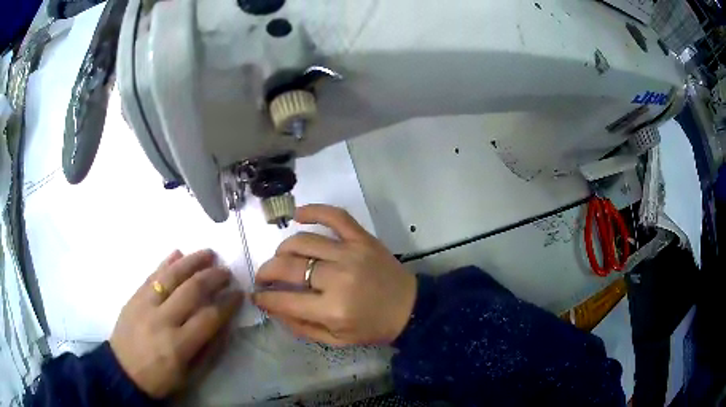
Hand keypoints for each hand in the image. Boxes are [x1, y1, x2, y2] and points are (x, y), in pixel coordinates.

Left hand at [110, 250, 243, 398]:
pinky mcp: (133, 297)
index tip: (238, 293)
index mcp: (178, 344)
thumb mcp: (189, 375)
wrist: (122, 371)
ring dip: (192, 262)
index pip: (209, 317)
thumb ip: (207, 350)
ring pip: (171, 276)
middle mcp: (162, 319)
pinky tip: (178, 253)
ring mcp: (144, 304)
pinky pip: (151, 275)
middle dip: (212, 277)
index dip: (227, 303)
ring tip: (208, 253)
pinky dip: (166, 262)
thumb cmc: (159, 378)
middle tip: (226, 271)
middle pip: (191, 290)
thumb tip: (223, 324)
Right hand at [252, 205, 416, 345]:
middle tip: (263, 277)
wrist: (410, 308)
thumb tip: (273, 308)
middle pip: (288, 266)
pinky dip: (313, 210)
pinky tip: (298, 214)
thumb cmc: (373, 327)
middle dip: (266, 271)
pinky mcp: (362, 238)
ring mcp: (350, 253)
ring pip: (303, 241)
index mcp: (333, 309)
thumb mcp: (336, 340)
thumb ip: (302, 327)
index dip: (264, 297)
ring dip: (284, 249)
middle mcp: (338, 277)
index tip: (256, 295)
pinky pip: (335, 216)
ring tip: (281, 258)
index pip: (284, 299)